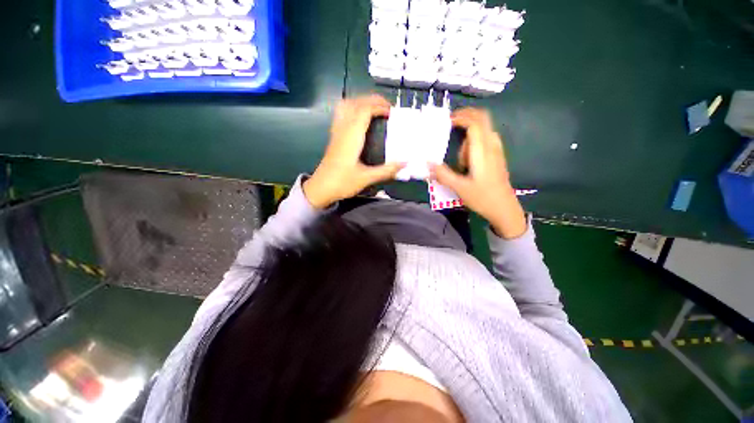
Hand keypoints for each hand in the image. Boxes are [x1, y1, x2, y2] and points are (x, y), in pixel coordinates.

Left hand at [303, 95, 404, 208]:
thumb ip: (387, 170)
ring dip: (361, 102)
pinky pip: (342, 114)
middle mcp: (343, 130)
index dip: (379, 106)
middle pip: (356, 103)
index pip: (364, 110)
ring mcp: (337, 132)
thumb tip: (405, 163)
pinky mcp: (334, 137)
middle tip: (387, 108)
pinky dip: (353, 109)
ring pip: (346, 106)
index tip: (392, 112)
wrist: (321, 188)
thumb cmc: (342, 183)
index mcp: (352, 137)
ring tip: (375, 109)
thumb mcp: (367, 178)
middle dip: (372, 100)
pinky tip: (360, 118)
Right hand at [429, 108, 526, 238]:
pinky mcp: (497, 156)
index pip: (474, 123)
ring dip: (469, 132)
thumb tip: (427, 163)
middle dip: (466, 116)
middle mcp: (492, 146)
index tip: (446, 121)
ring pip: (484, 129)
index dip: (460, 117)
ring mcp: (497, 150)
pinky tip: (467, 157)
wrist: (504, 209)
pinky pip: (486, 139)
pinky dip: (474, 139)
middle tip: (450, 124)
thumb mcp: (459, 188)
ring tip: (459, 157)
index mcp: (482, 151)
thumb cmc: (482, 198)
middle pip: (483, 119)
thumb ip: (443, 174)